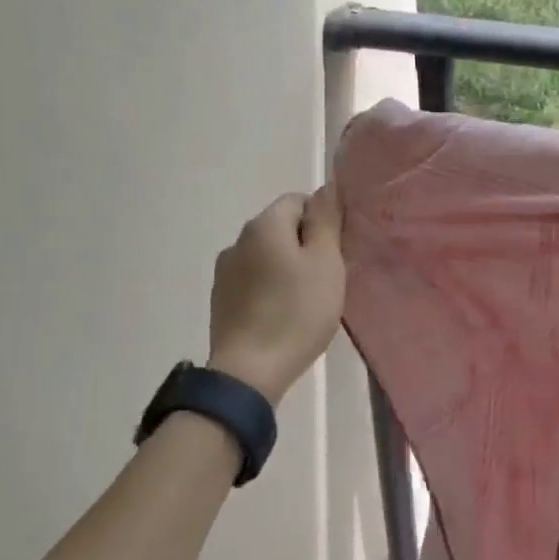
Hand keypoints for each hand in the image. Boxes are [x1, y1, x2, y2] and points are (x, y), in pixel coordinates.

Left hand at [207, 185, 345, 404]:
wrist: (250, 371)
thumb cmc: (297, 312)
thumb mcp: (326, 262)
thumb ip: (326, 220)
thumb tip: (327, 187)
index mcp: (264, 225)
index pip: (298, 200)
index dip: (323, 221)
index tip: (337, 251)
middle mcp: (238, 240)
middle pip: (281, 227)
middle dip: (306, 245)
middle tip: (328, 277)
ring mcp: (225, 272)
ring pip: (267, 256)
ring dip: (288, 268)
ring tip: (307, 300)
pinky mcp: (221, 300)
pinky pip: (254, 280)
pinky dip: (271, 289)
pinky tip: (284, 315)